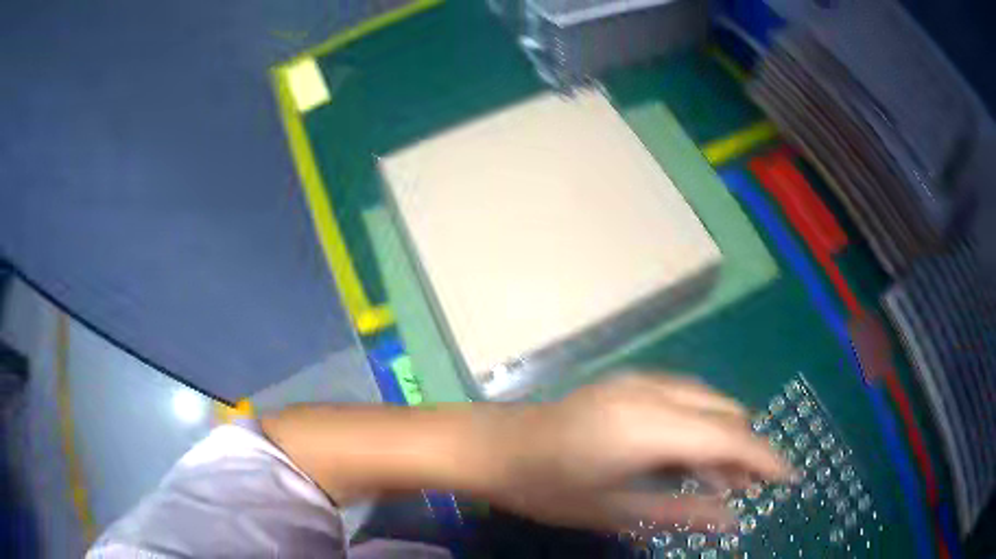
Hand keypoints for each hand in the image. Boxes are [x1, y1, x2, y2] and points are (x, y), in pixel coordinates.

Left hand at [481, 374, 788, 533]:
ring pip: (708, 403)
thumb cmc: (548, 488)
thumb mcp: (616, 510)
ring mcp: (640, 380)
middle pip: (725, 414)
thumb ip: (683, 512)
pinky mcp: (629, 382)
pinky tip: (690, 458)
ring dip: (723, 438)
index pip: (730, 438)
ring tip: (720, 482)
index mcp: (650, 425)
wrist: (495, 447)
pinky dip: (700, 426)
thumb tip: (735, 520)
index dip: (765, 459)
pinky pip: (685, 399)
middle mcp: (653, 390)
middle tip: (745, 492)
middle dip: (744, 451)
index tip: (790, 479)